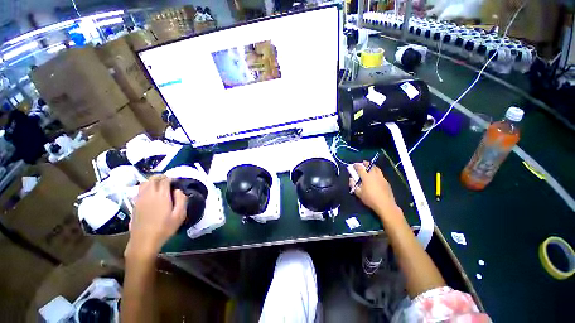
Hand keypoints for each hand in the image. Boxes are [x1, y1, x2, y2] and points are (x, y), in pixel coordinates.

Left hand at [125, 175, 187, 258]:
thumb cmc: (165, 228)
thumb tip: (178, 190)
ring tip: (159, 186)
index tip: (175, 182)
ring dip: (152, 181)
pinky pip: (139, 190)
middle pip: (153, 179)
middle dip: (161, 177)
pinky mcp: (135, 204)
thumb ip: (181, 200)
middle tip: (168, 181)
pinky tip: (150, 194)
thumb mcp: (180, 215)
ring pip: (144, 183)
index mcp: (161, 196)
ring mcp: (140, 199)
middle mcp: (149, 194)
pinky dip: (145, 188)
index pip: (164, 180)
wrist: (144, 241)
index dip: (170, 178)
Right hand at [349, 161, 401, 220]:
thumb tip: (351, 179)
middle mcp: (374, 175)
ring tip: (369, 166)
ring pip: (376, 168)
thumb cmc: (370, 199)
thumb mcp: (358, 193)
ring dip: (372, 166)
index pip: (360, 168)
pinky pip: (380, 173)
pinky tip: (375, 175)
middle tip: (362, 163)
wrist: (385, 204)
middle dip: (365, 163)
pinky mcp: (386, 181)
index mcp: (366, 177)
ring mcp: (381, 177)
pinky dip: (376, 171)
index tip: (353, 165)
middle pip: (369, 165)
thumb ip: (353, 185)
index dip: (356, 165)